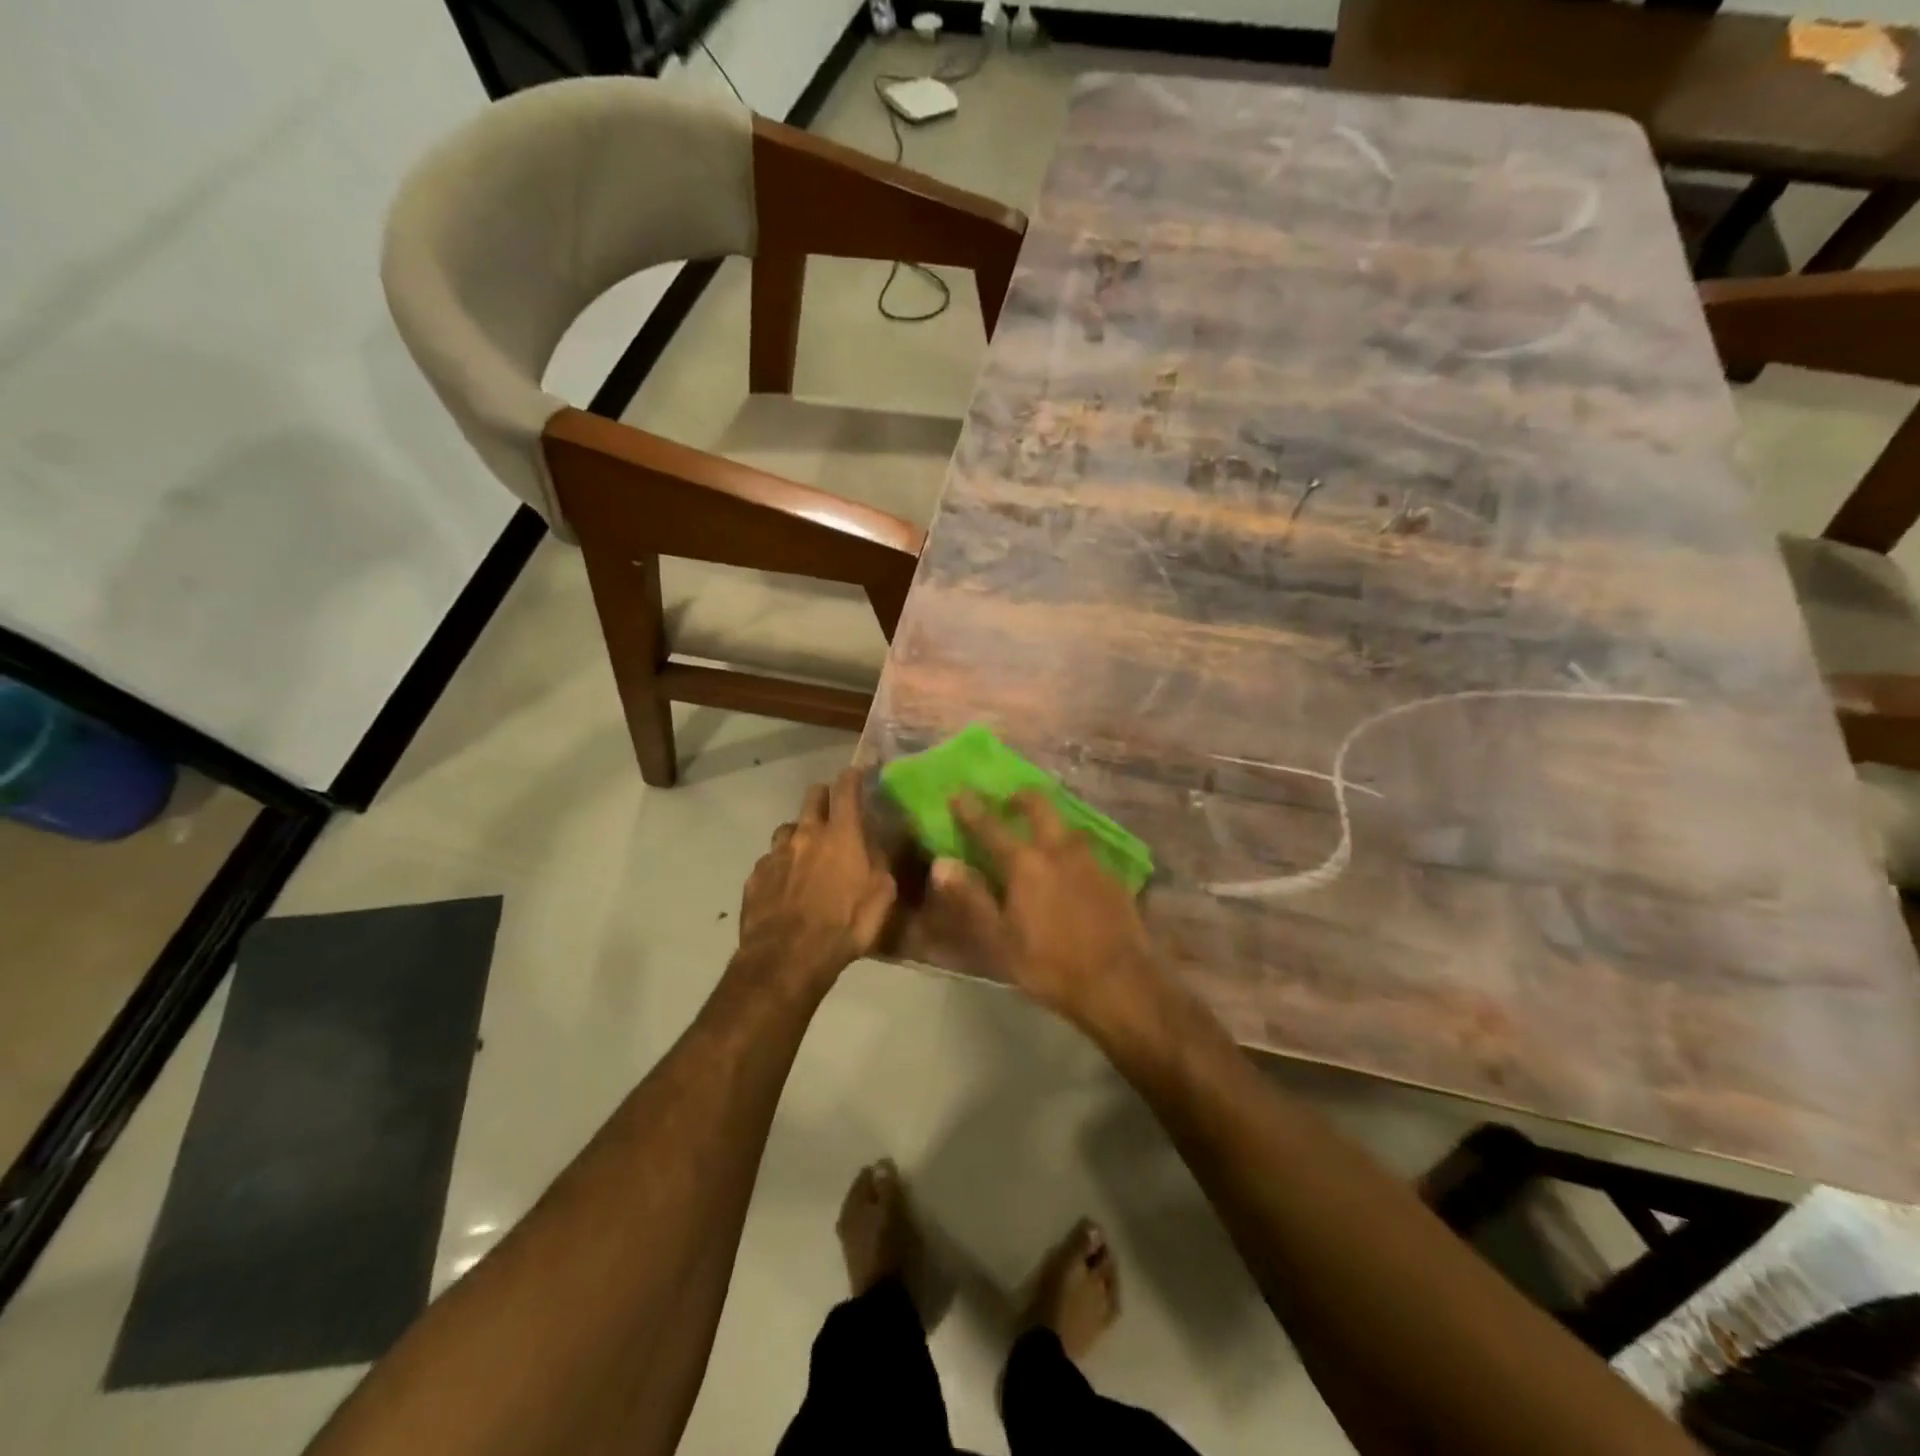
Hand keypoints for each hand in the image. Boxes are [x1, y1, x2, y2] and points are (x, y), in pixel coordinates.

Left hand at [738, 770, 896, 987]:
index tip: (858, 773)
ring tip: (806, 854)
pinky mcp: (755, 877)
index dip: (853, 776)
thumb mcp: (882, 895)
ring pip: (788, 828)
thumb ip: (880, 862)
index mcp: (842, 834)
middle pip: (812, 796)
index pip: (847, 788)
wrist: (788, 958)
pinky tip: (785, 886)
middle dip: (824, 797)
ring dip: (800, 834)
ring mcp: (776, 854)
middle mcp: (806, 834)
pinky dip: (780, 866)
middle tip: (833, 811)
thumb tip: (876, 845)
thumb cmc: (845, 925)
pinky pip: (770, 861)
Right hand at [931, 791, 1160, 1027]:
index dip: (971, 809)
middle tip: (1009, 801)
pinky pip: (1087, 848)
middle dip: (1021, 798)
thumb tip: (942, 863)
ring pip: (1067, 825)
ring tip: (1041, 831)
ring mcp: (1090, 860)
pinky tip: (1071, 865)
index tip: (958, 792)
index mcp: (1025, 863)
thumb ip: (971, 898)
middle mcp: (1058, 850)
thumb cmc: (1050, 965)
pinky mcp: (1113, 877)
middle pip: (1039, 807)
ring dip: (1050, 819)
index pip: (991, 826)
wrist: (1120, 983)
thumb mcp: (1000, 940)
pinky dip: (1071, 846)